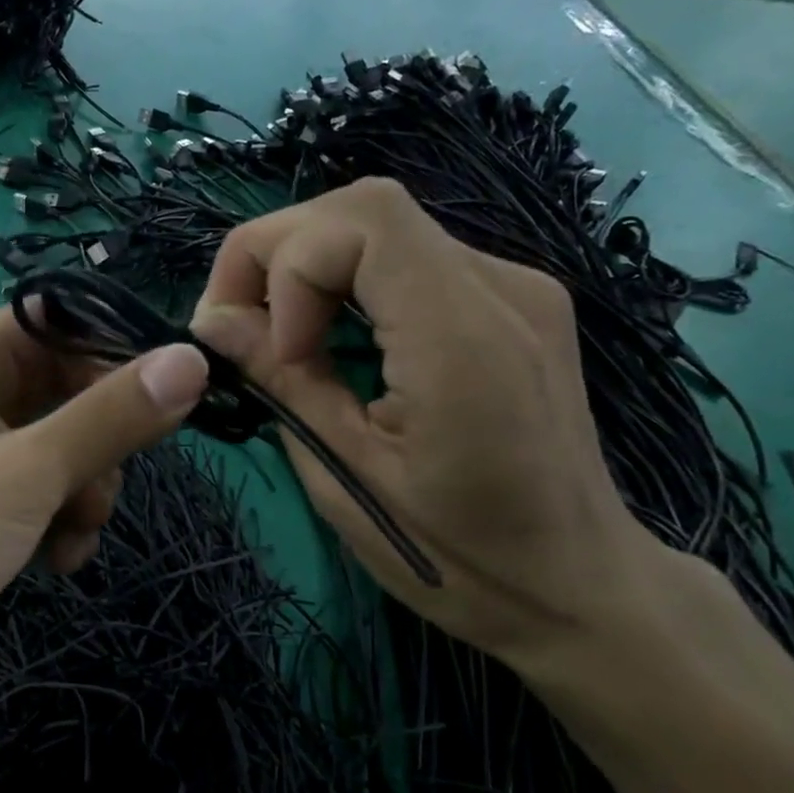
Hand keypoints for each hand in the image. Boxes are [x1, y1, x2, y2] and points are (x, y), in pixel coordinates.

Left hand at [0, 308, 207, 717]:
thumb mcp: (26, 474)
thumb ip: (111, 417)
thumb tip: (192, 360)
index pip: (60, 321)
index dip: (117, 351)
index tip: (171, 394)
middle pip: (67, 387)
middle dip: (99, 443)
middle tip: (105, 486)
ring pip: (63, 445)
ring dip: (84, 490)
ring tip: (70, 534)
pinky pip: (42, 488)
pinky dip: (59, 518)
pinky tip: (55, 559)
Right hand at [189, 178, 662, 659]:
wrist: (580, 584)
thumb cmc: (458, 557)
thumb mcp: (347, 477)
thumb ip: (283, 383)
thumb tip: (213, 321)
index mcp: (463, 340)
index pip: (362, 221)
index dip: (286, 264)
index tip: (271, 349)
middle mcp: (501, 288)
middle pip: (364, 208)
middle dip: (278, 255)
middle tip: (241, 329)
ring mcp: (515, 286)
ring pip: (381, 226)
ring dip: (308, 268)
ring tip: (281, 339)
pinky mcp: (511, 299)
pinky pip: (407, 257)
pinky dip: (346, 282)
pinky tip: (333, 339)